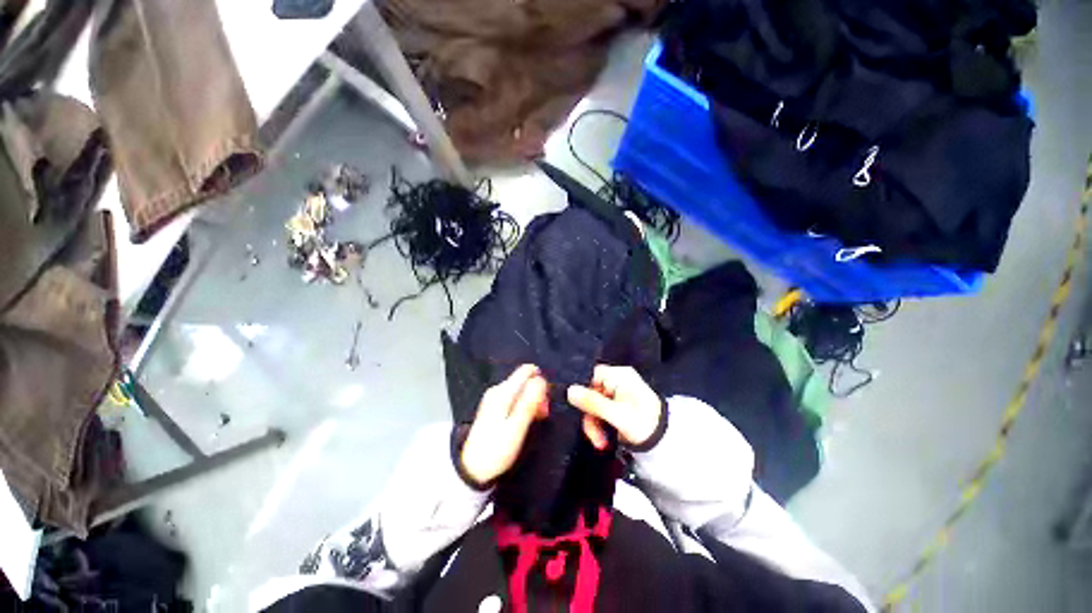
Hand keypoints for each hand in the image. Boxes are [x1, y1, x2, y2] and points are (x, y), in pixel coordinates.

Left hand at [460, 364, 548, 485]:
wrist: (473, 469)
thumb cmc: (496, 450)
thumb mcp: (516, 428)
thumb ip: (528, 403)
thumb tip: (541, 380)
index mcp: (503, 392)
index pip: (527, 371)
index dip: (540, 382)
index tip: (544, 402)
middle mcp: (498, 389)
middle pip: (525, 380)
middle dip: (537, 393)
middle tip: (542, 415)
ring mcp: (494, 397)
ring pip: (521, 389)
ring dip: (532, 401)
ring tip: (534, 421)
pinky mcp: (494, 405)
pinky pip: (515, 397)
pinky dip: (523, 406)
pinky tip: (524, 421)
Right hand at [567, 365, 662, 449]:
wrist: (667, 442)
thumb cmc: (645, 424)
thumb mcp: (617, 415)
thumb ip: (593, 402)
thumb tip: (569, 391)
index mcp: (619, 375)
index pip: (591, 375)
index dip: (582, 392)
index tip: (579, 411)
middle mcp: (617, 380)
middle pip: (590, 392)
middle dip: (590, 416)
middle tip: (595, 437)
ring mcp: (617, 392)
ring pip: (593, 403)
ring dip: (594, 424)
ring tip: (601, 443)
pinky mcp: (617, 404)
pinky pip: (600, 410)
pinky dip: (600, 424)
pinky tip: (604, 439)